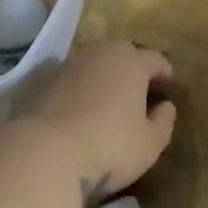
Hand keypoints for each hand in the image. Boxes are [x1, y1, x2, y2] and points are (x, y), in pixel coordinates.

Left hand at [10, 40, 176, 206]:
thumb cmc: (108, 147)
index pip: (156, 60)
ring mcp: (66, 64)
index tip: (168, 89)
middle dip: (133, 69)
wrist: (43, 153)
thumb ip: (164, 122)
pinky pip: (66, 77)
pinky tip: (73, 107)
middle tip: (138, 92)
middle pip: (123, 54)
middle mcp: (100, 53)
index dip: (165, 74)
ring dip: (102, 76)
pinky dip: (74, 86)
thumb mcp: (150, 144)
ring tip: (104, 99)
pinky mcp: (39, 79)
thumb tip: (166, 106)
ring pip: (92, 63)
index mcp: (131, 63)